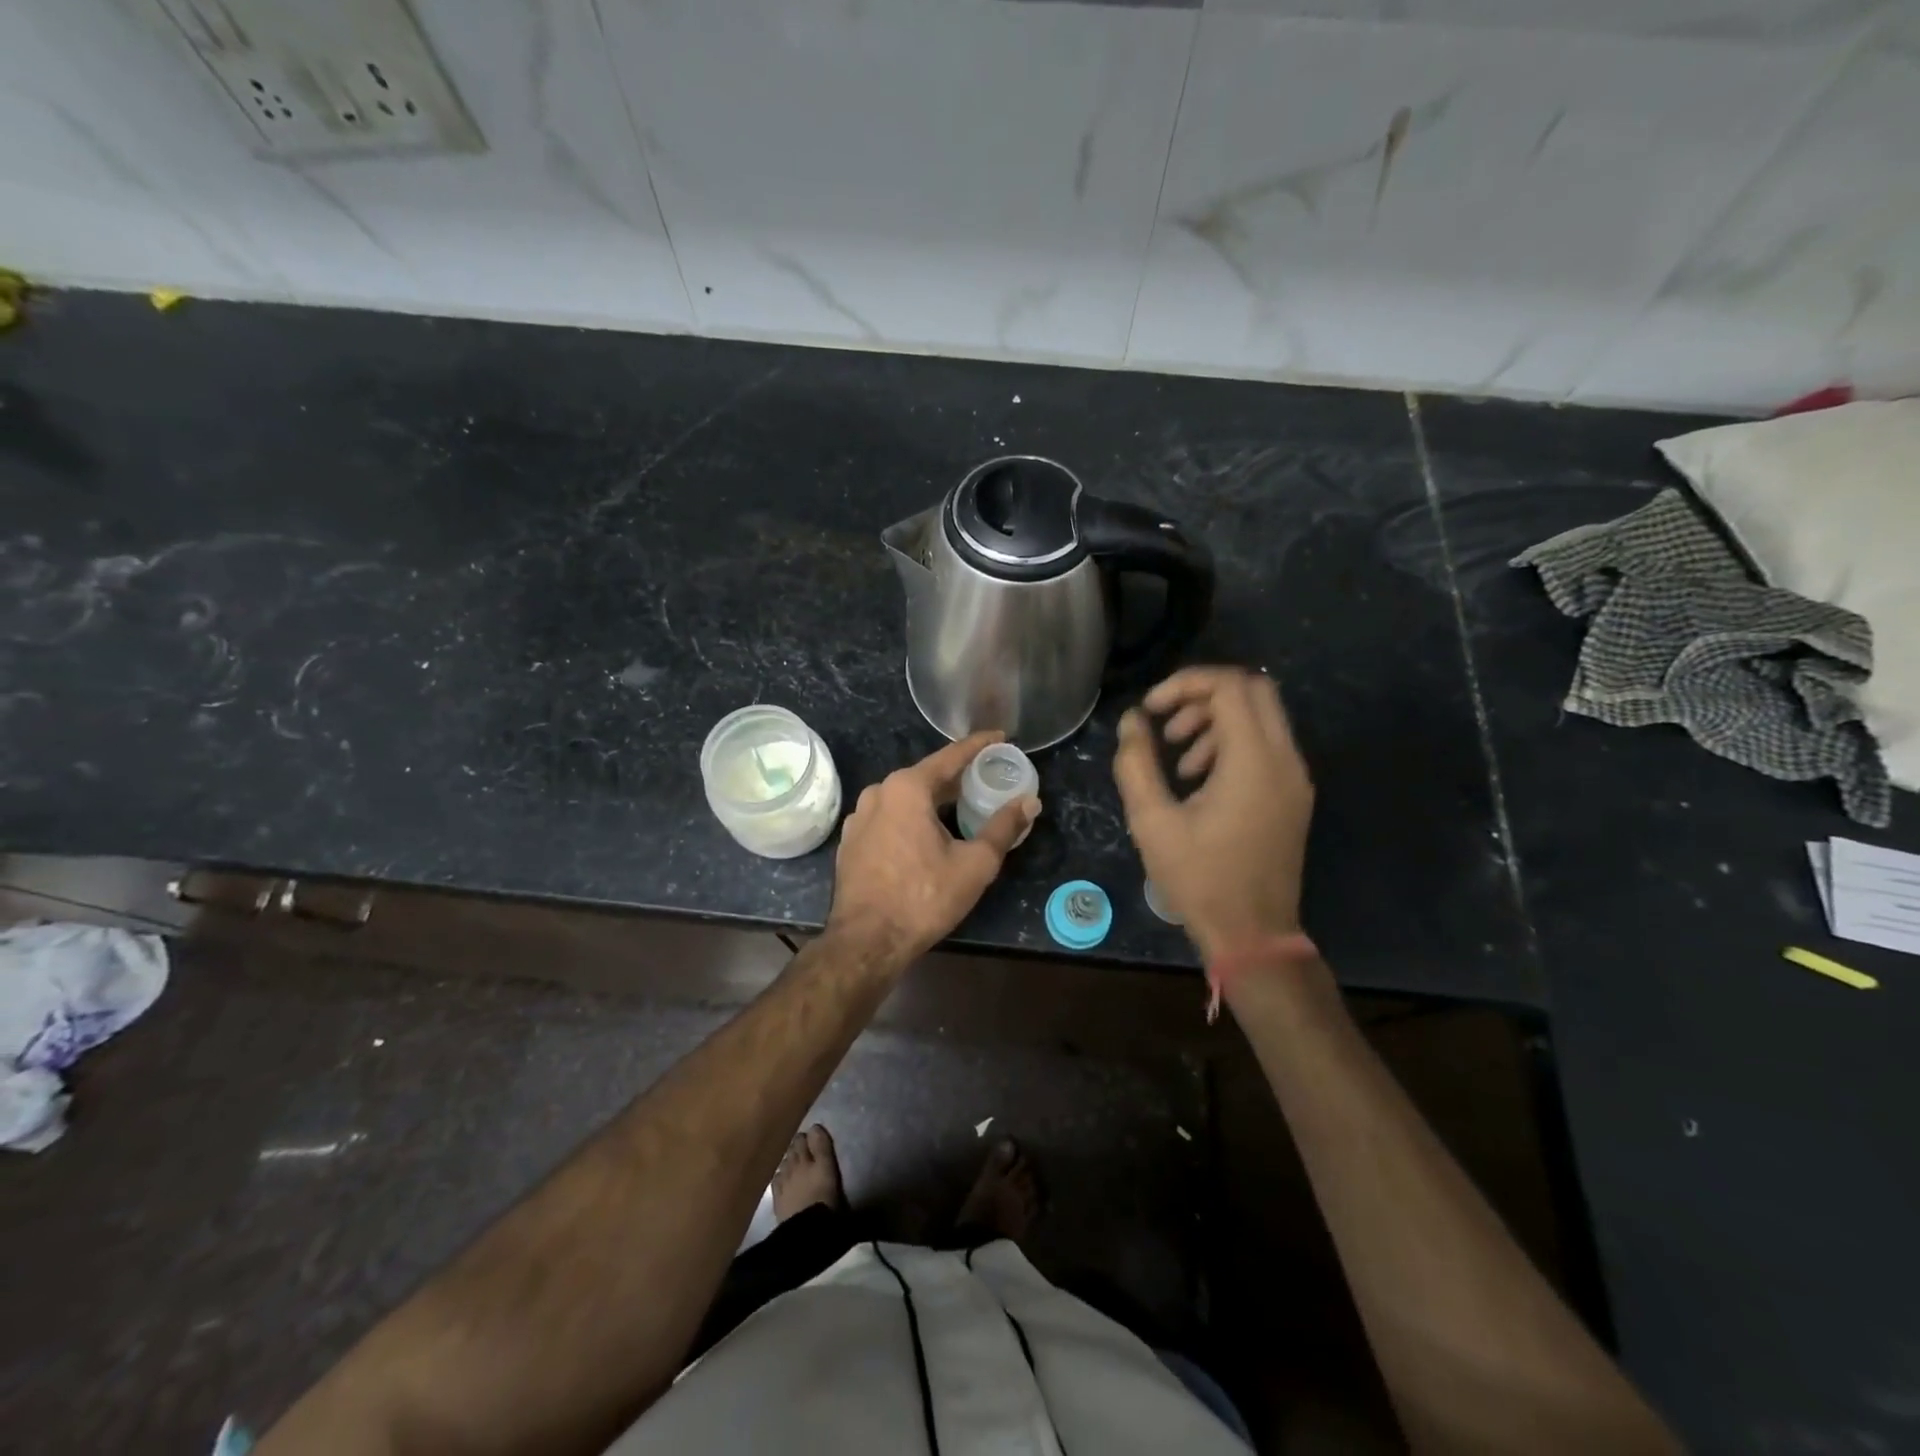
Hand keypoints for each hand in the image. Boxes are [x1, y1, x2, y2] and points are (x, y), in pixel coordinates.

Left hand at [828, 732, 1039, 966]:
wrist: (866, 941)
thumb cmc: (924, 897)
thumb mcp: (974, 864)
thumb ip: (1003, 827)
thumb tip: (1029, 801)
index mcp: (907, 788)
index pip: (950, 757)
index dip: (978, 745)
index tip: (1000, 736)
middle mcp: (879, 792)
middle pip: (927, 776)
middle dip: (958, 777)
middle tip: (988, 777)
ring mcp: (860, 817)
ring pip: (906, 798)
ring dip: (934, 799)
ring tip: (962, 805)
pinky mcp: (852, 841)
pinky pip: (889, 817)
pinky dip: (912, 818)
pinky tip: (928, 833)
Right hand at [1113, 666, 1313, 962]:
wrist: (1253, 934)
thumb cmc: (1199, 878)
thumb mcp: (1152, 821)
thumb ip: (1136, 763)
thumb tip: (1132, 721)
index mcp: (1253, 761)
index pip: (1229, 686)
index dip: (1184, 684)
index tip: (1149, 709)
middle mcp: (1285, 759)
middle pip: (1253, 689)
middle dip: (1203, 696)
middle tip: (1166, 724)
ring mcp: (1295, 777)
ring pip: (1262, 716)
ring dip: (1217, 721)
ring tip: (1178, 757)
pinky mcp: (1294, 795)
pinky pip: (1267, 745)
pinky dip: (1233, 744)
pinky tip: (1200, 779)